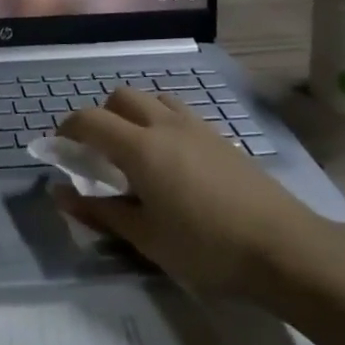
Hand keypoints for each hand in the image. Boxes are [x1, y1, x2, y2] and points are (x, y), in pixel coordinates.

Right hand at [55, 88, 328, 297]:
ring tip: (135, 150)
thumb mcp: (145, 237)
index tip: (60, 149)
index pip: (90, 120)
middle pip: (120, 97)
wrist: (285, 248)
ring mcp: (197, 127)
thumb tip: (60, 194)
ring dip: (133, 114)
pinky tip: (172, 159)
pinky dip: (161, 121)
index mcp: (141, 147)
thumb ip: (99, 211)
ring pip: (153, 98)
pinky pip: (179, 112)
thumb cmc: (206, 247)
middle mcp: (165, 125)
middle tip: (98, 152)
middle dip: (100, 116)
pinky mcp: (221, 137)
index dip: (67, 129)